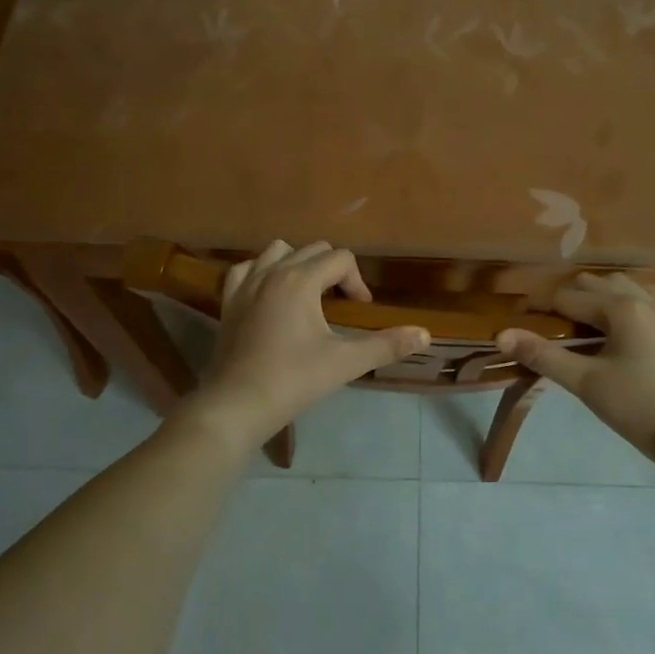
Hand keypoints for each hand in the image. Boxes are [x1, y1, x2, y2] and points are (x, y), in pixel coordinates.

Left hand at [187, 240, 429, 448]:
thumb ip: (387, 345)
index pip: (341, 259)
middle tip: (340, 305)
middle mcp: (273, 271)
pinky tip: (270, 295)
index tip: (360, 311)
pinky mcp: (228, 300)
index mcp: (302, 279)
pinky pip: (246, 268)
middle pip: (313, 249)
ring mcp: (246, 283)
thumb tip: (426, 334)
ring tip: (308, 294)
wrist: (238, 404)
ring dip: (298, 263)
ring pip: (277, 251)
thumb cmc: (294, 379)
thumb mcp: (346, 362)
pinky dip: (262, 272)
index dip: (357, 282)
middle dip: (333, 271)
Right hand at [496, 273, 654, 456]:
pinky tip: (616, 317)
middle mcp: (641, 298)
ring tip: (576, 320)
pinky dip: (624, 298)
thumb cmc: (634, 406)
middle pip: (591, 284)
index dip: (538, 306)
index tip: (517, 319)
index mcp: (619, 307)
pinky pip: (644, 295)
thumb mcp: (584, 381)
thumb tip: (501, 335)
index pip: (566, 298)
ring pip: (619, 284)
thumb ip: (542, 354)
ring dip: (594, 295)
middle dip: (564, 298)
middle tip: (544, 324)